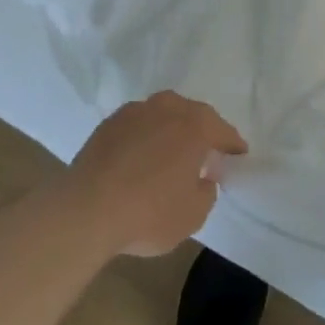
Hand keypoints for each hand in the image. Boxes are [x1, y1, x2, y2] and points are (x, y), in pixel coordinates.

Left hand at [64, 92, 246, 257]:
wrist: (86, 210)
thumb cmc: (149, 213)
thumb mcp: (193, 215)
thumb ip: (206, 191)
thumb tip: (203, 177)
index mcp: (194, 126)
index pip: (222, 130)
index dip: (232, 144)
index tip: (239, 154)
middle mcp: (166, 109)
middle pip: (192, 113)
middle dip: (202, 129)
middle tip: (206, 150)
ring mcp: (134, 112)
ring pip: (162, 113)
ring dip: (172, 127)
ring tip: (173, 149)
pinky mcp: (108, 124)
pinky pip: (138, 124)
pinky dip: (146, 134)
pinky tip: (142, 154)